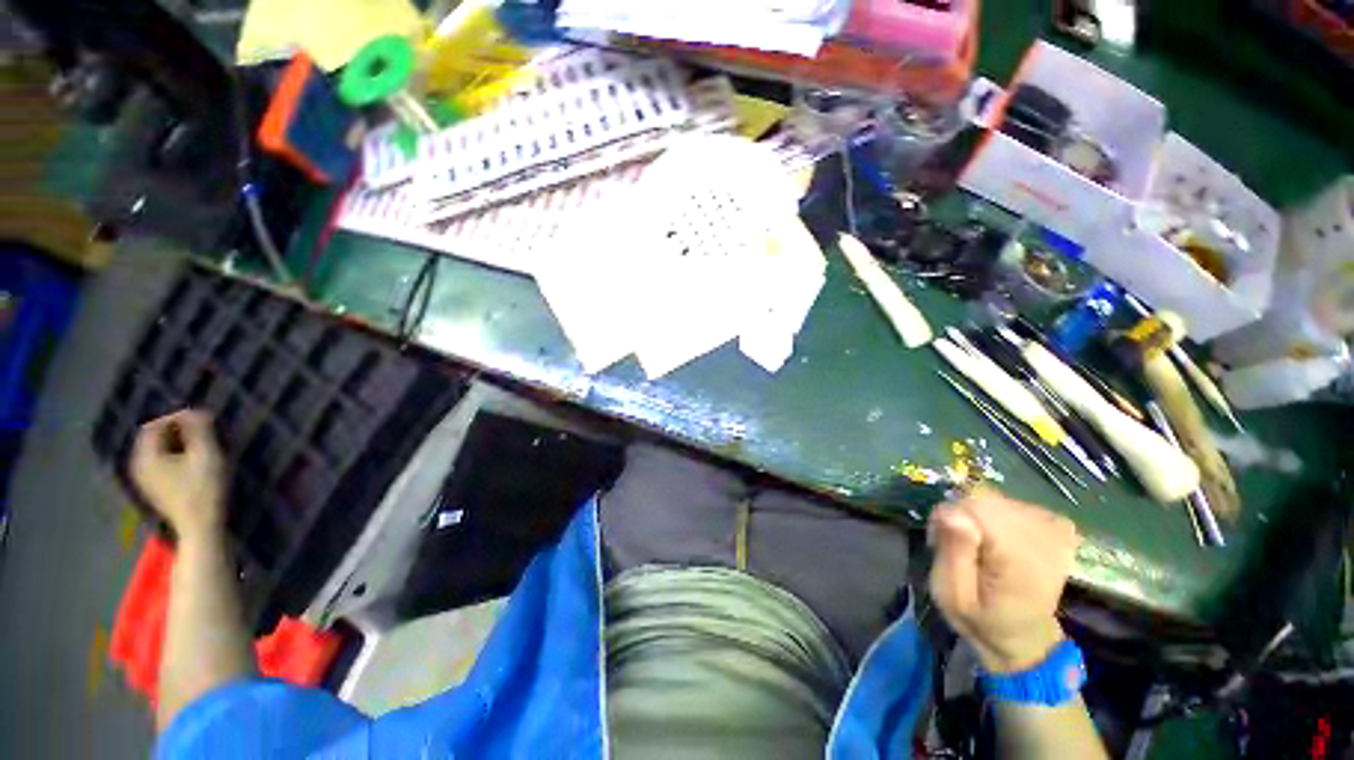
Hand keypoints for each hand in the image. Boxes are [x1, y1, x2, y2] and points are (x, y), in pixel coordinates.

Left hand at [130, 410, 227, 541]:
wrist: (200, 528)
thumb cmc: (204, 490)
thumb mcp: (206, 456)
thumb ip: (199, 431)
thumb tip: (194, 410)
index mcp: (145, 456)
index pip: (153, 426)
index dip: (175, 417)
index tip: (199, 417)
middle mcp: (138, 465)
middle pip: (152, 438)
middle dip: (175, 429)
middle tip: (200, 428)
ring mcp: (144, 480)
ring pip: (156, 451)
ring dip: (175, 443)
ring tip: (198, 442)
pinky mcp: (154, 489)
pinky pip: (159, 463)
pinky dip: (173, 455)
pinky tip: (190, 460)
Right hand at [928, 488, 1079, 673]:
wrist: (1025, 635)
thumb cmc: (982, 619)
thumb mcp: (952, 596)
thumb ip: (953, 554)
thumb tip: (951, 512)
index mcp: (1019, 560)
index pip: (974, 507)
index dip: (949, 518)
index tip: (939, 543)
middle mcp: (1043, 537)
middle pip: (984, 499)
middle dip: (961, 515)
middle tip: (955, 546)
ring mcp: (1054, 528)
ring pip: (995, 498)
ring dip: (976, 515)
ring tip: (975, 544)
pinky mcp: (1056, 525)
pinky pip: (1013, 502)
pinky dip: (996, 514)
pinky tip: (997, 537)